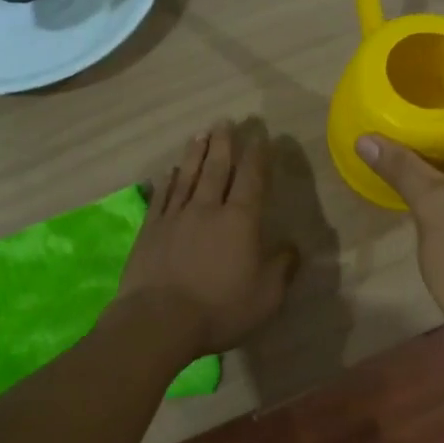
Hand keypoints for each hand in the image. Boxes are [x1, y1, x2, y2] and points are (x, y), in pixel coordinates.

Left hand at [118, 120, 298, 355]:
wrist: (159, 320)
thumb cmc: (219, 308)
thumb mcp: (266, 296)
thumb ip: (282, 268)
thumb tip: (292, 247)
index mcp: (240, 221)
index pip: (251, 180)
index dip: (257, 157)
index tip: (260, 137)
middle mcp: (208, 209)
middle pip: (217, 169)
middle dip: (223, 144)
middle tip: (225, 121)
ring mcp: (175, 217)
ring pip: (188, 176)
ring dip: (195, 153)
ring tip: (200, 133)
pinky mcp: (150, 230)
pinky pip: (162, 196)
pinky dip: (168, 180)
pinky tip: (170, 170)